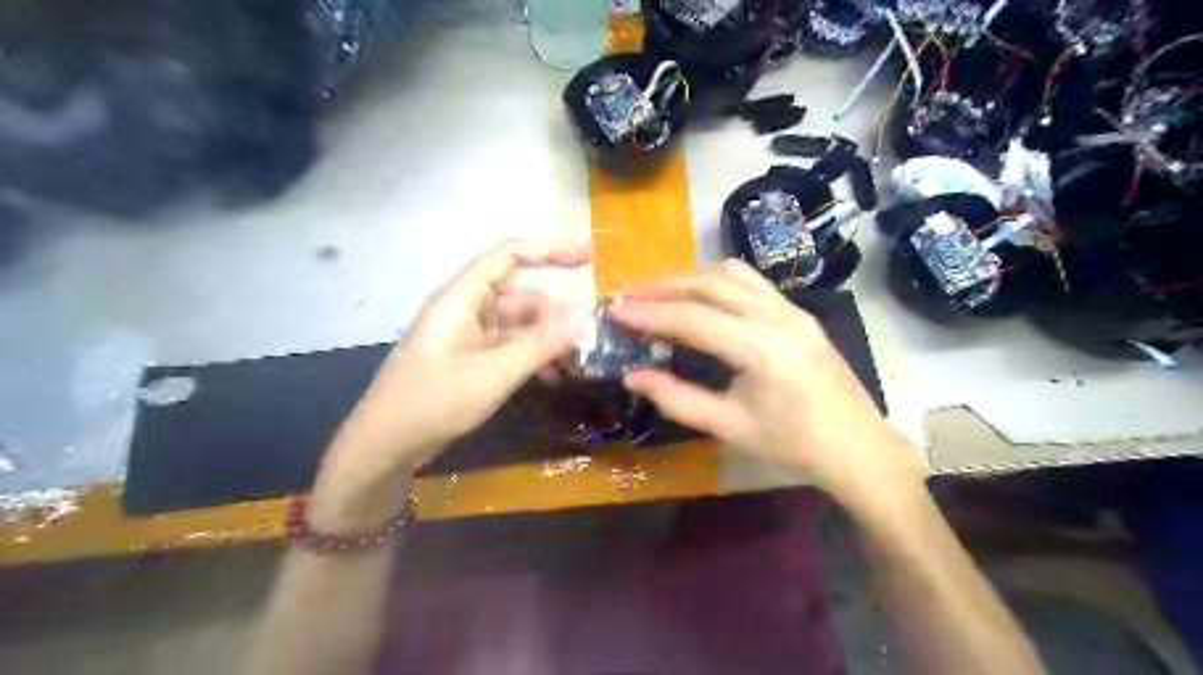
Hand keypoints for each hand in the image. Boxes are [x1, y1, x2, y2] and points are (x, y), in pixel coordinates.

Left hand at [310, 241, 591, 530]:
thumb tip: (585, 317)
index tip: (587, 257)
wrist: (387, 444)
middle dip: (556, 312)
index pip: (509, 256)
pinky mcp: (470, 358)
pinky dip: (532, 355)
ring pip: (519, 324)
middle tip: (590, 335)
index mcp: (463, 297)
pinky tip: (553, 374)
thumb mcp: (494, 373)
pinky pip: (509, 346)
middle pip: (521, 295)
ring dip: (547, 338)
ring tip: (576, 362)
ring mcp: (468, 335)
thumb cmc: (434, 401)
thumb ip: (541, 343)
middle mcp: (466, 309)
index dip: (549, 250)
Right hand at [613, 258, 929, 510]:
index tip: (616, 310)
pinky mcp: (799, 312)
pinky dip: (717, 282)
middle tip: (630, 295)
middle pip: (711, 284)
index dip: (650, 314)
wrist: (855, 446)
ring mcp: (792, 309)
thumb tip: (633, 376)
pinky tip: (700, 296)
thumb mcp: (729, 426)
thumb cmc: (792, 444)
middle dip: (665, 286)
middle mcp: (778, 317)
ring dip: (691, 277)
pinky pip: (752, 282)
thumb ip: (677, 399)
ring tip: (659, 291)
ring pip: (733, 274)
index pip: (693, 319)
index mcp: (762, 349)